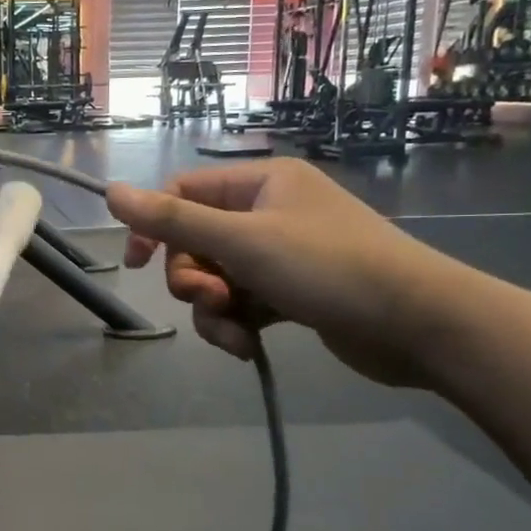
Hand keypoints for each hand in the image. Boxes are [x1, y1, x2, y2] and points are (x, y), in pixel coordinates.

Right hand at [105, 160, 468, 386]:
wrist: (419, 325)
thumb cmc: (328, 267)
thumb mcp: (242, 241)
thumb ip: (172, 220)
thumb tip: (110, 192)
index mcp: (259, 184)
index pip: (183, 194)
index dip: (155, 228)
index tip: (140, 265)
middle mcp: (268, 212)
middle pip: (196, 243)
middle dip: (194, 279)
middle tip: (213, 299)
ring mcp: (281, 254)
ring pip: (217, 279)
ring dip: (214, 310)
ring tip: (234, 334)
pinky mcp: (292, 293)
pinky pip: (243, 303)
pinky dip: (238, 325)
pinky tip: (249, 347)